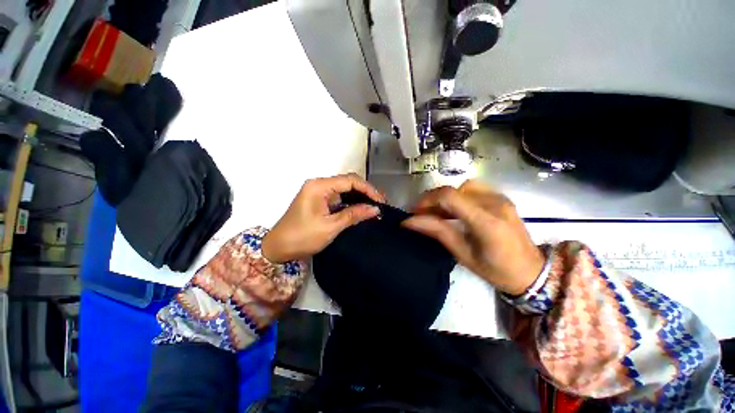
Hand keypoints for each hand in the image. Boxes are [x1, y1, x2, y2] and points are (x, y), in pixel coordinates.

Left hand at [262, 173, 384, 262]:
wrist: (278, 248)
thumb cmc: (302, 237)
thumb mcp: (330, 227)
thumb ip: (354, 215)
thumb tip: (376, 209)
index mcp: (319, 186)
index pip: (350, 180)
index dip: (368, 189)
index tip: (381, 201)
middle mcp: (319, 184)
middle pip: (348, 182)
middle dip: (366, 191)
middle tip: (381, 203)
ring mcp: (319, 191)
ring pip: (345, 189)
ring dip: (360, 196)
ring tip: (375, 206)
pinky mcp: (319, 200)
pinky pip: (339, 196)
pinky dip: (351, 202)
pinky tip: (361, 208)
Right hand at [402, 180, 544, 295]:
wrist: (532, 272)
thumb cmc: (496, 270)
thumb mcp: (463, 254)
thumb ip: (437, 232)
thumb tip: (409, 221)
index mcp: (487, 222)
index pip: (450, 197)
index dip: (427, 200)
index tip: (414, 212)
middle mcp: (495, 204)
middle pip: (454, 189)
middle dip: (433, 200)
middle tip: (423, 215)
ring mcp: (501, 199)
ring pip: (462, 187)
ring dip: (446, 198)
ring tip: (438, 213)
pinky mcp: (502, 198)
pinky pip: (473, 189)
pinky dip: (458, 197)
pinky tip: (455, 211)